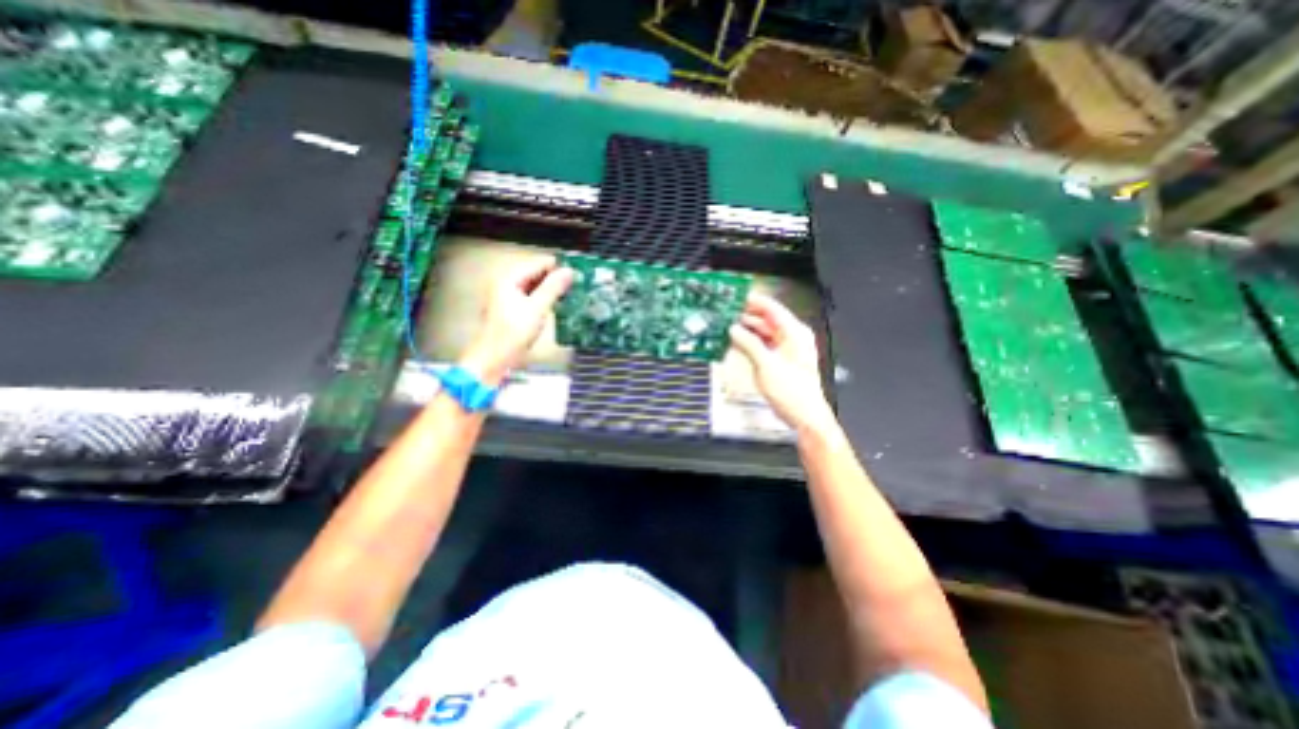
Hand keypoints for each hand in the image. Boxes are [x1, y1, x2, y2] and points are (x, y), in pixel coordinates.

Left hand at [461, 255, 573, 383]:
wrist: (494, 358)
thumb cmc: (514, 332)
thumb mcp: (537, 308)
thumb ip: (553, 288)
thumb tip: (569, 271)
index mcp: (509, 278)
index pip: (538, 263)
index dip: (557, 267)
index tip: (578, 272)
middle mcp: (506, 283)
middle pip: (535, 273)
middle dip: (555, 278)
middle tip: (577, 284)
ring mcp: (507, 296)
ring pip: (534, 286)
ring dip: (551, 289)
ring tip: (571, 293)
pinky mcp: (511, 309)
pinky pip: (531, 296)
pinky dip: (544, 298)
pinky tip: (557, 304)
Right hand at [730, 291, 831, 439]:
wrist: (803, 415)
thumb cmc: (792, 391)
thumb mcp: (767, 365)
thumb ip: (749, 344)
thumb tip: (734, 329)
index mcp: (795, 333)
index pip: (772, 308)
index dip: (754, 300)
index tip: (736, 295)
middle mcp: (791, 337)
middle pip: (766, 319)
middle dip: (746, 315)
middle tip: (726, 311)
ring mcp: (785, 348)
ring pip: (763, 332)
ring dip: (746, 329)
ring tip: (726, 325)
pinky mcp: (779, 359)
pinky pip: (762, 344)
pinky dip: (749, 342)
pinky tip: (735, 341)